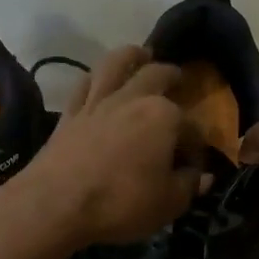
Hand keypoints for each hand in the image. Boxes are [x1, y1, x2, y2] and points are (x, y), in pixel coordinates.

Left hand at [14, 46, 203, 247]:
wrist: (55, 204)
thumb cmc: (121, 203)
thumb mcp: (168, 203)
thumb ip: (189, 186)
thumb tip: (203, 176)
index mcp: (164, 116)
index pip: (192, 128)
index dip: (196, 147)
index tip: (194, 167)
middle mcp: (132, 99)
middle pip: (156, 76)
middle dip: (171, 75)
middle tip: (177, 77)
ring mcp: (97, 103)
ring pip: (115, 64)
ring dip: (131, 55)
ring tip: (140, 54)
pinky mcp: (69, 113)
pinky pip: (83, 84)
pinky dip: (94, 77)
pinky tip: (97, 79)